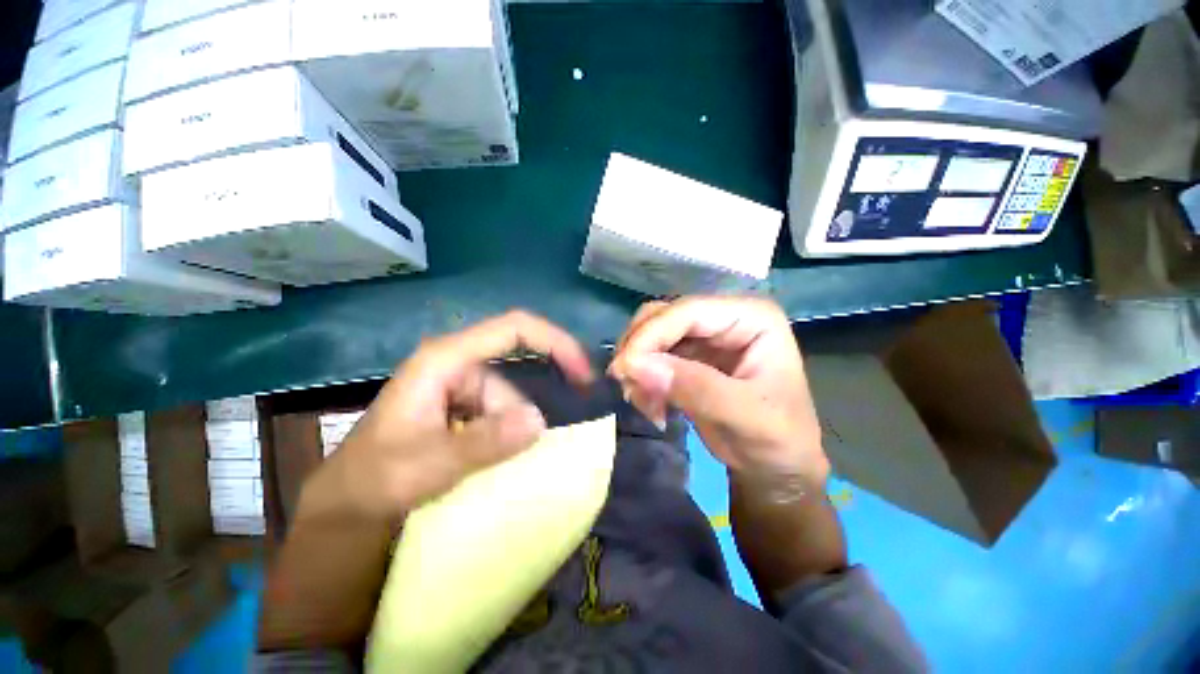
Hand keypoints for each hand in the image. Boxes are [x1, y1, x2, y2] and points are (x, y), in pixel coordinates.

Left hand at [300, 311, 594, 522]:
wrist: (348, 504)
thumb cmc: (376, 478)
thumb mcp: (428, 464)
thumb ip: (484, 442)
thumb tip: (540, 420)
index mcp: (446, 358)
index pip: (514, 329)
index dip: (555, 341)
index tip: (583, 373)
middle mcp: (457, 362)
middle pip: (515, 371)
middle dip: (523, 411)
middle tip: (526, 451)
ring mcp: (460, 383)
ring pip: (509, 397)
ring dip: (511, 430)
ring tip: (491, 466)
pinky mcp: (462, 404)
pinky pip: (500, 410)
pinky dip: (507, 432)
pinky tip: (494, 457)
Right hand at [609, 297, 827, 485]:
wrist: (775, 468)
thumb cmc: (778, 440)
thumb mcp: (745, 416)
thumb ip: (694, 387)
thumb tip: (634, 365)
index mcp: (751, 317)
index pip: (688, 311)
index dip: (650, 335)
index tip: (623, 369)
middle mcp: (724, 317)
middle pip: (662, 317)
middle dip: (640, 351)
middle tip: (629, 388)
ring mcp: (703, 335)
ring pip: (650, 335)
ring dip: (638, 368)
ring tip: (646, 405)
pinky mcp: (688, 356)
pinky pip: (649, 357)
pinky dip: (642, 380)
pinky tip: (652, 407)